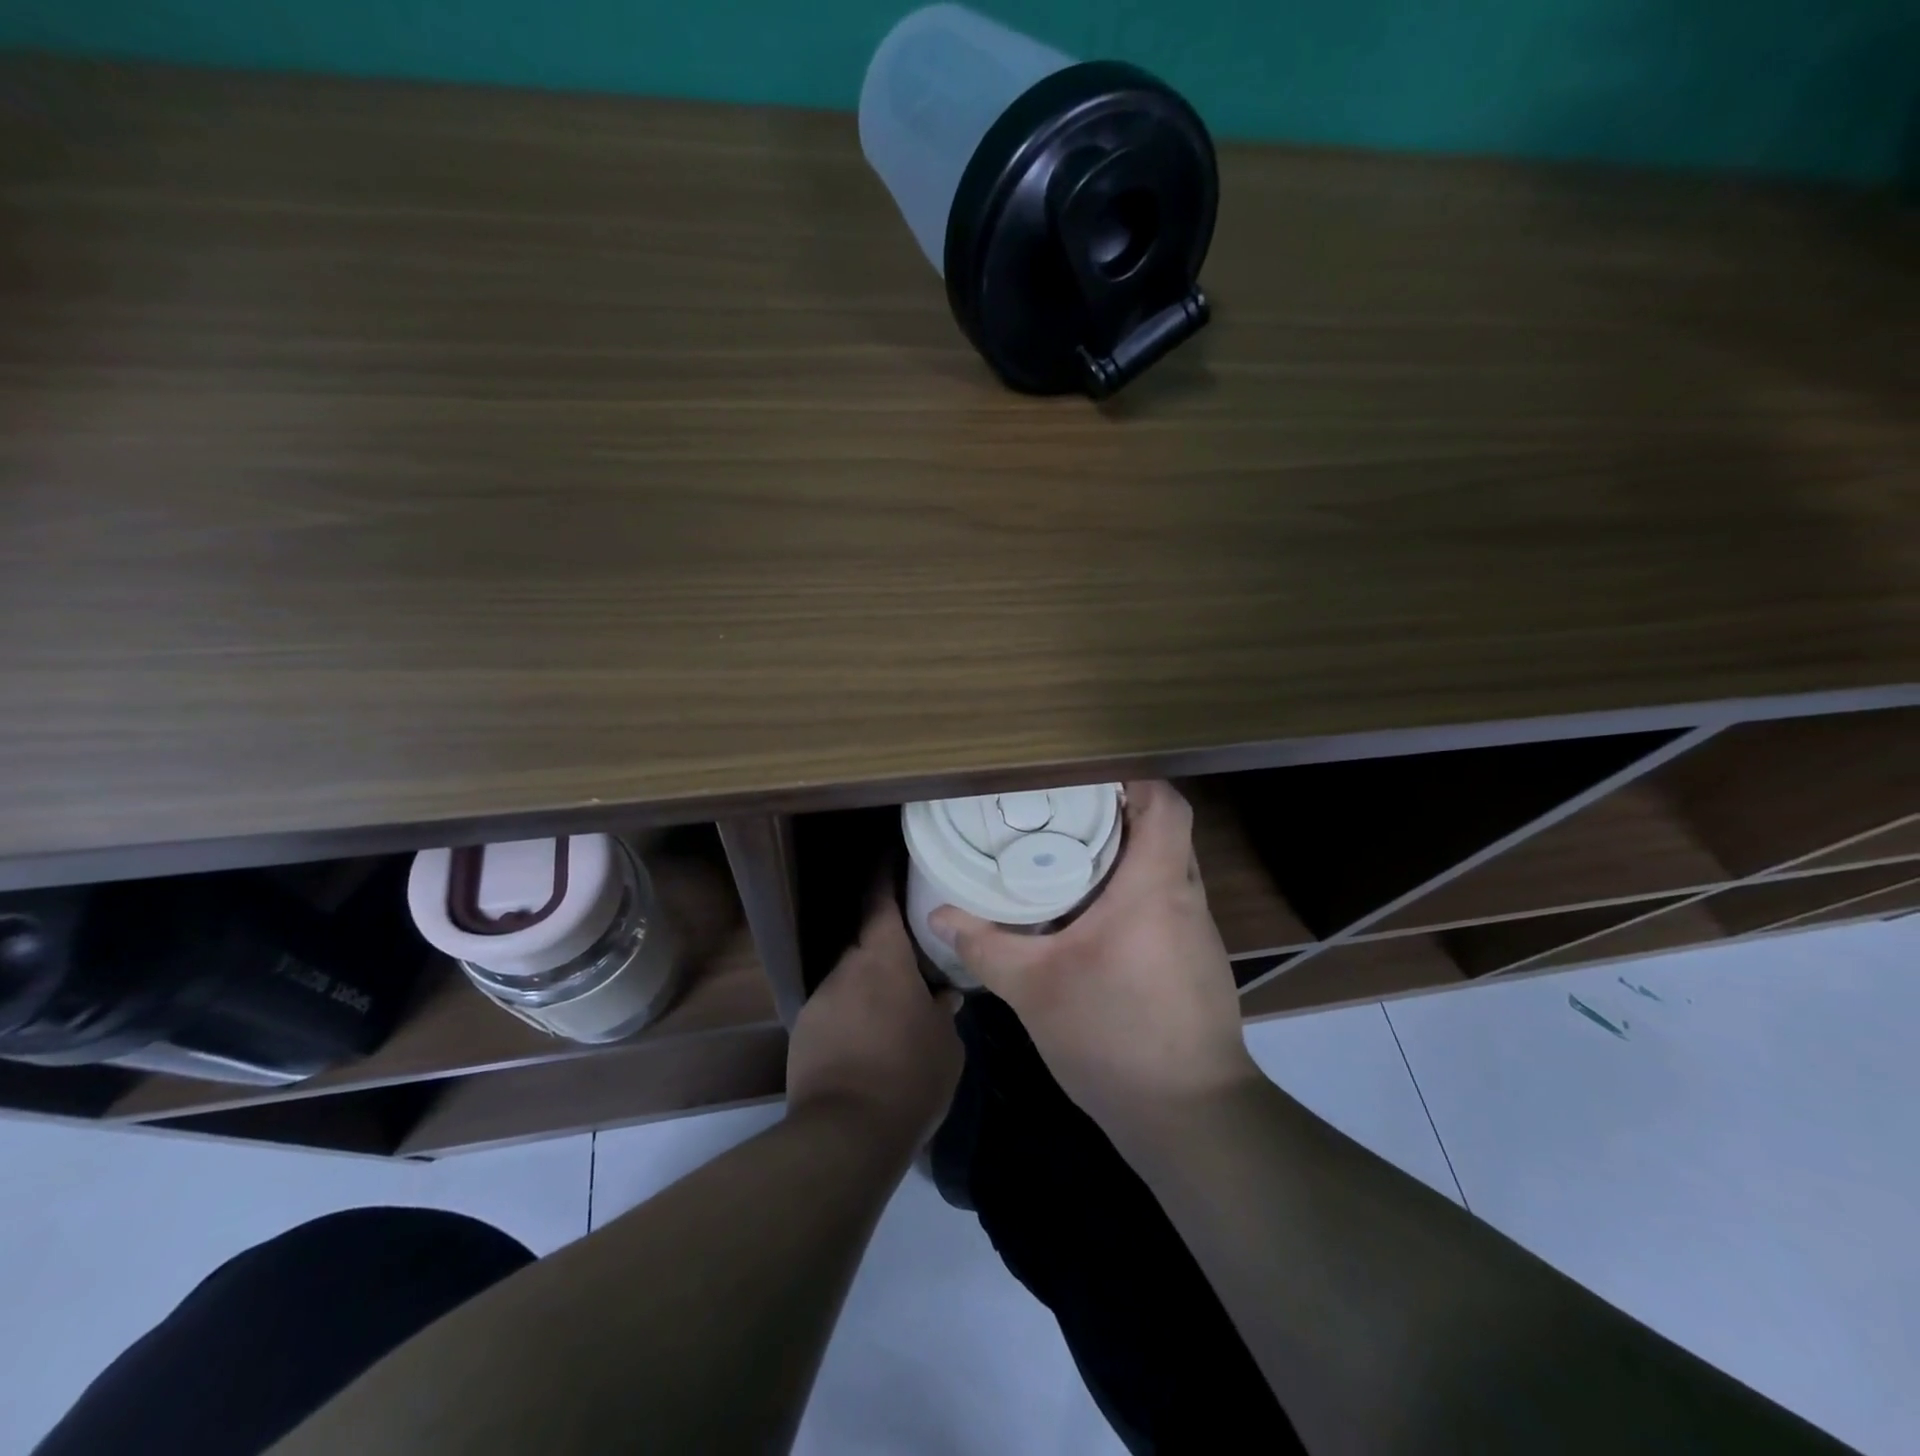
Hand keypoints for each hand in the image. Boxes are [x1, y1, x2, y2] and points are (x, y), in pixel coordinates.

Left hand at [786, 893, 962, 1155]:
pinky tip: (867, 1046)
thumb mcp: (946, 1045)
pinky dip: (851, 1016)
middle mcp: (846, 969)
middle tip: (912, 964)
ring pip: (849, 979)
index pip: (879, 902)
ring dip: (868, 988)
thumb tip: (944, 995)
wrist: (845, 1134)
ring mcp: (820, 1000)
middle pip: (865, 943)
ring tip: (891, 1015)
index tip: (890, 856)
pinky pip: (834, 1009)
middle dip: (885, 948)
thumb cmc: (909, 1077)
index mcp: (884, 960)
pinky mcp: (804, 1032)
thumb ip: (944, 1011)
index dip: (884, 875)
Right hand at [928, 780, 1259, 1146]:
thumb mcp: (1034, 988)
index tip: (1084, 780)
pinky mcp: (1197, 963)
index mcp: (1155, 885)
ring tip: (1070, 859)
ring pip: (1166, 870)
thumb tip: (939, 913)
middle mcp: (1186, 897)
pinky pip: (1167, 905)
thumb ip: (985, 945)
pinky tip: (1093, 920)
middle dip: (1116, 816)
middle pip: (1164, 830)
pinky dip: (1134, 896)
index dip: (1132, 780)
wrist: (1190, 1119)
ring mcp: (1198, 933)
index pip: (1165, 803)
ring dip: (1125, 859)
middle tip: (1061, 816)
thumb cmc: (1114, 1035)